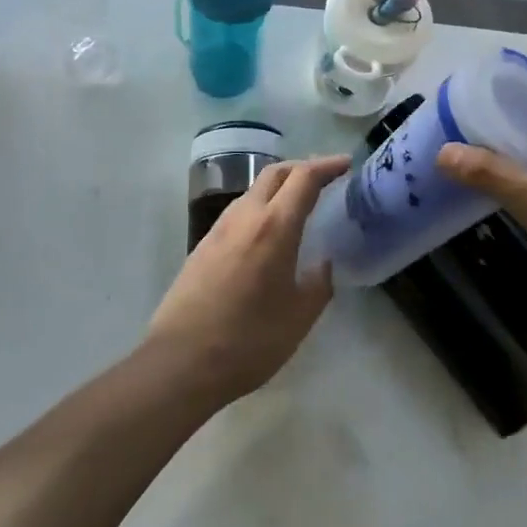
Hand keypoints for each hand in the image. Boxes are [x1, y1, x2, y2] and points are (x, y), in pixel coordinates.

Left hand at [147, 155, 349, 404]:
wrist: (180, 362)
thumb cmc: (249, 340)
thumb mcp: (299, 317)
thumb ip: (318, 283)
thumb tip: (323, 264)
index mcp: (275, 226)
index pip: (304, 178)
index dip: (327, 166)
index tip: (346, 164)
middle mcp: (245, 216)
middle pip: (275, 173)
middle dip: (302, 168)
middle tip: (325, 179)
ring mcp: (219, 229)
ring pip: (253, 191)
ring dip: (278, 187)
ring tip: (298, 204)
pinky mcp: (202, 246)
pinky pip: (239, 212)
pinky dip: (260, 207)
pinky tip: (267, 232)